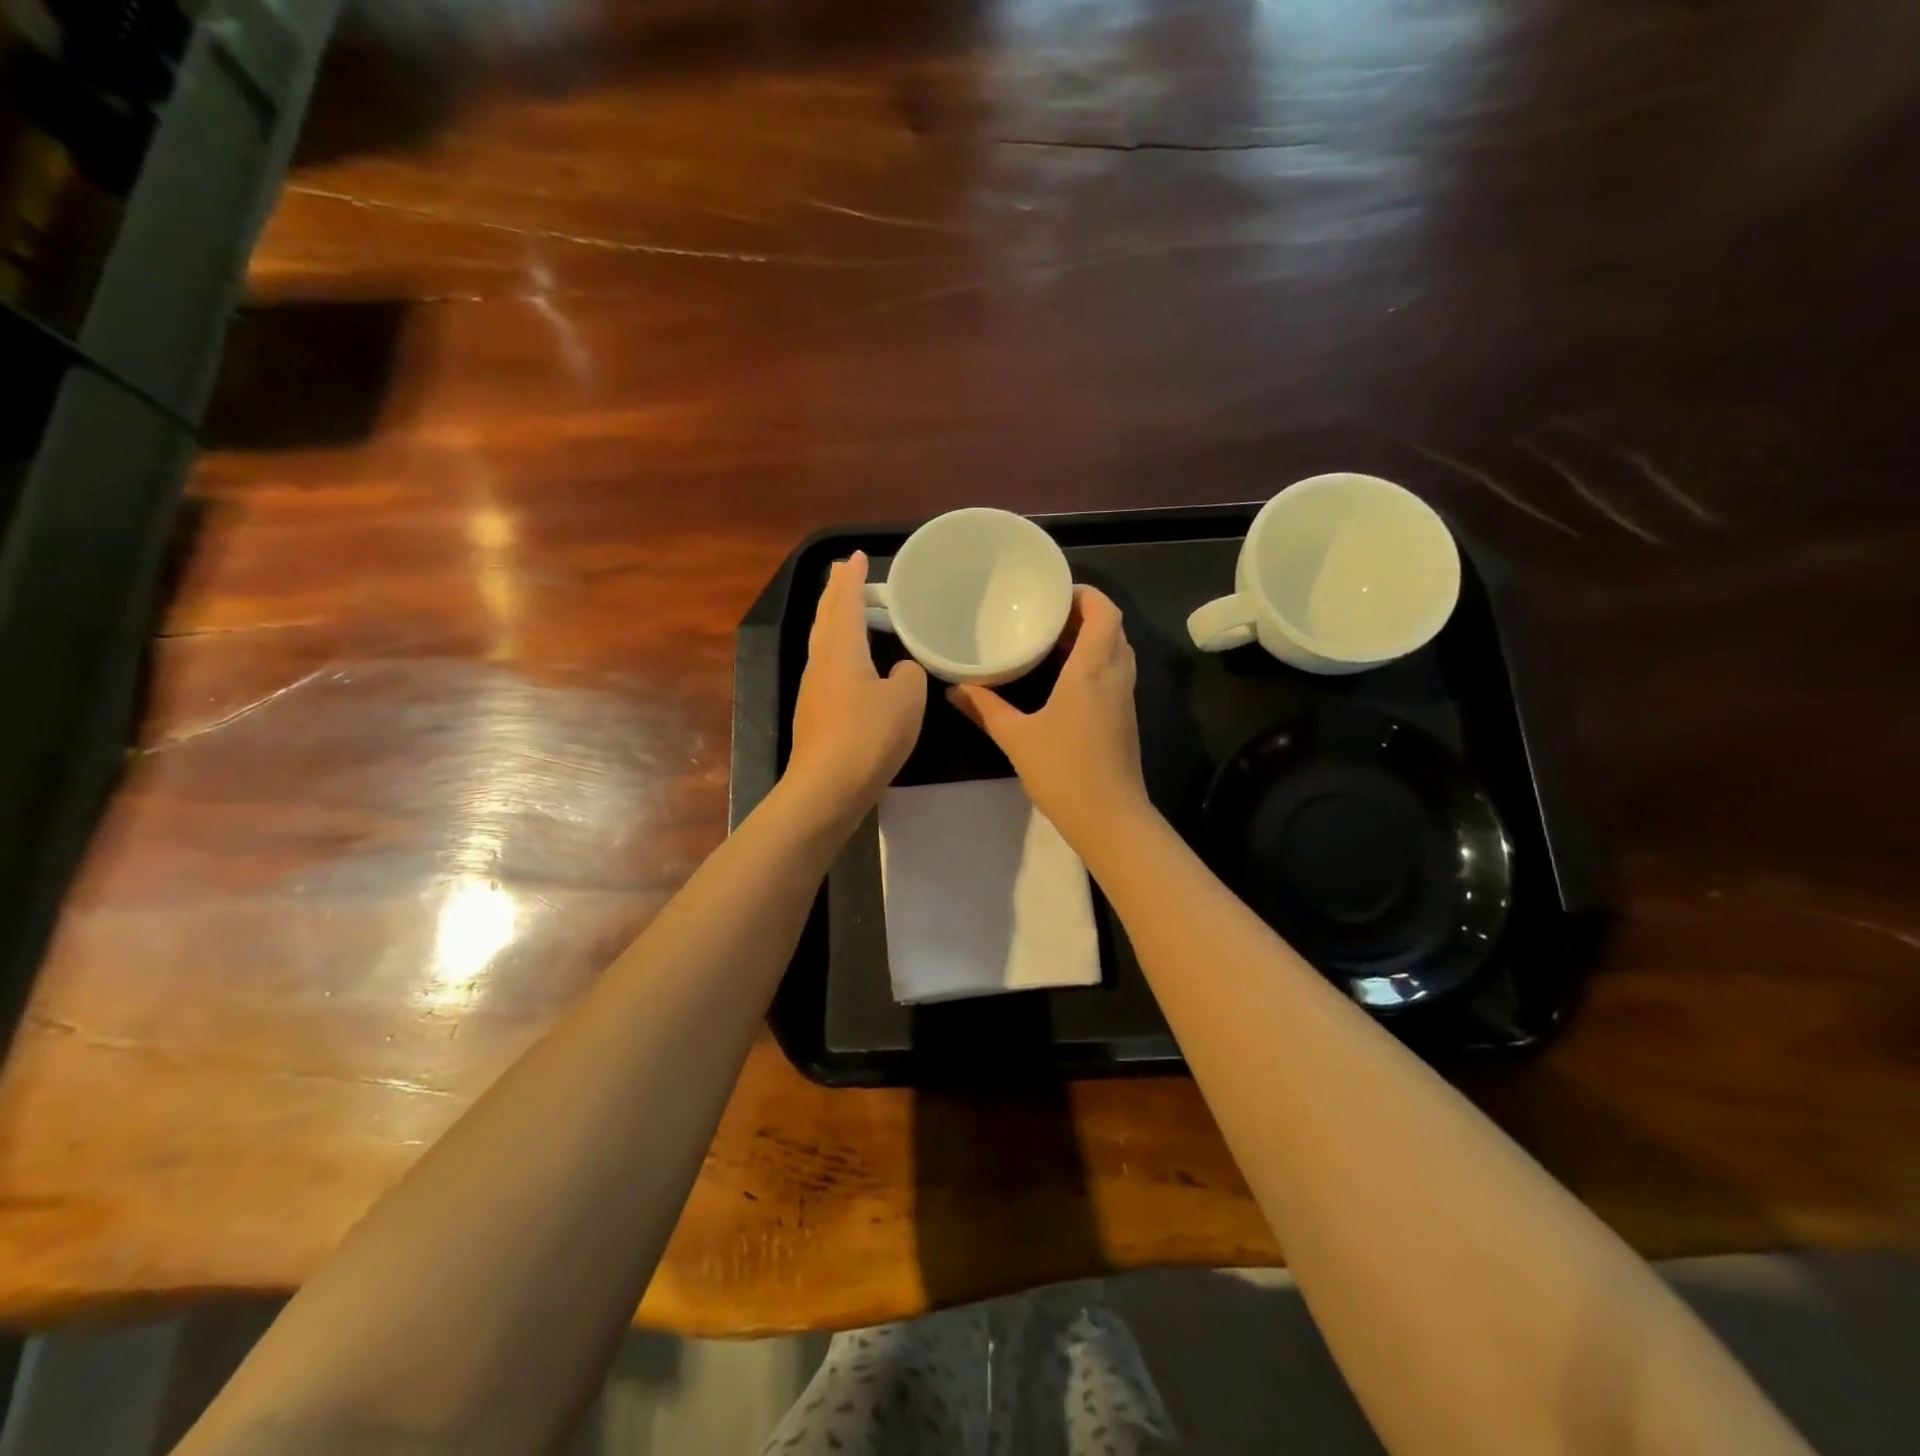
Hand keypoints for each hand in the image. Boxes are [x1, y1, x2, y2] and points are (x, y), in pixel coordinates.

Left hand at [784, 552, 927, 823]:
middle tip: (848, 574)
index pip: (845, 600)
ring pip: (823, 642)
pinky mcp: (816, 713)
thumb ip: (909, 674)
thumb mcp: (906, 699)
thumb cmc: (868, 735)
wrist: (827, 788)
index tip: (856, 556)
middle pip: (826, 616)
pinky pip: (829, 666)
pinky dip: (841, 650)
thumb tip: (899, 670)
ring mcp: (814, 689)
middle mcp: (822, 661)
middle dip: (836, 592)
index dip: (852, 577)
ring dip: (836, 620)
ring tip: (852, 611)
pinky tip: (856, 664)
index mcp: (841, 648)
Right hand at [948, 586, 1150, 849]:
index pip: (1105, 612)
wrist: (1110, 819)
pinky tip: (1062, 680)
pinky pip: (1114, 674)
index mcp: (1092, 670)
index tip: (1054, 594)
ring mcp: (1124, 699)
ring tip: (1050, 642)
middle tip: (1045, 617)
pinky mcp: (1125, 719)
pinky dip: (1094, 663)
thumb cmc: (1064, 772)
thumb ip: (984, 709)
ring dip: (1091, 639)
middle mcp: (1115, 677)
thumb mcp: (1017, 738)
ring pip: (1116, 652)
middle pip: (1112, 628)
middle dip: (1084, 615)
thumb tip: (953, 689)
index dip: (1085, 594)